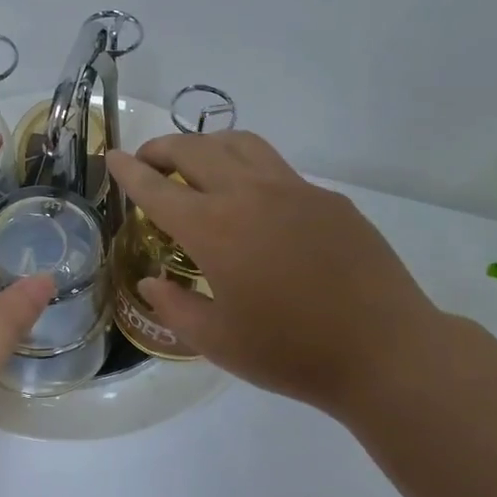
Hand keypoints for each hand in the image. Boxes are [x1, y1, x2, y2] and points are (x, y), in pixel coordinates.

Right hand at [106, 133, 443, 427]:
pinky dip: (249, 169)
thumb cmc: (290, 353)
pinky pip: (278, 169)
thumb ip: (175, 307)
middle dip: (163, 148)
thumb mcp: (217, 342)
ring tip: (196, 164)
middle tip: (148, 161)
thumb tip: (153, 282)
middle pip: (196, 149)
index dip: (129, 172)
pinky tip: (254, 203)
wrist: (383, 349)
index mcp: (215, 229)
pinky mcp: (328, 200)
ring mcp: (295, 190)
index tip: (113, 157)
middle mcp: (251, 195)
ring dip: (208, 145)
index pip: (158, 188)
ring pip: (241, 144)